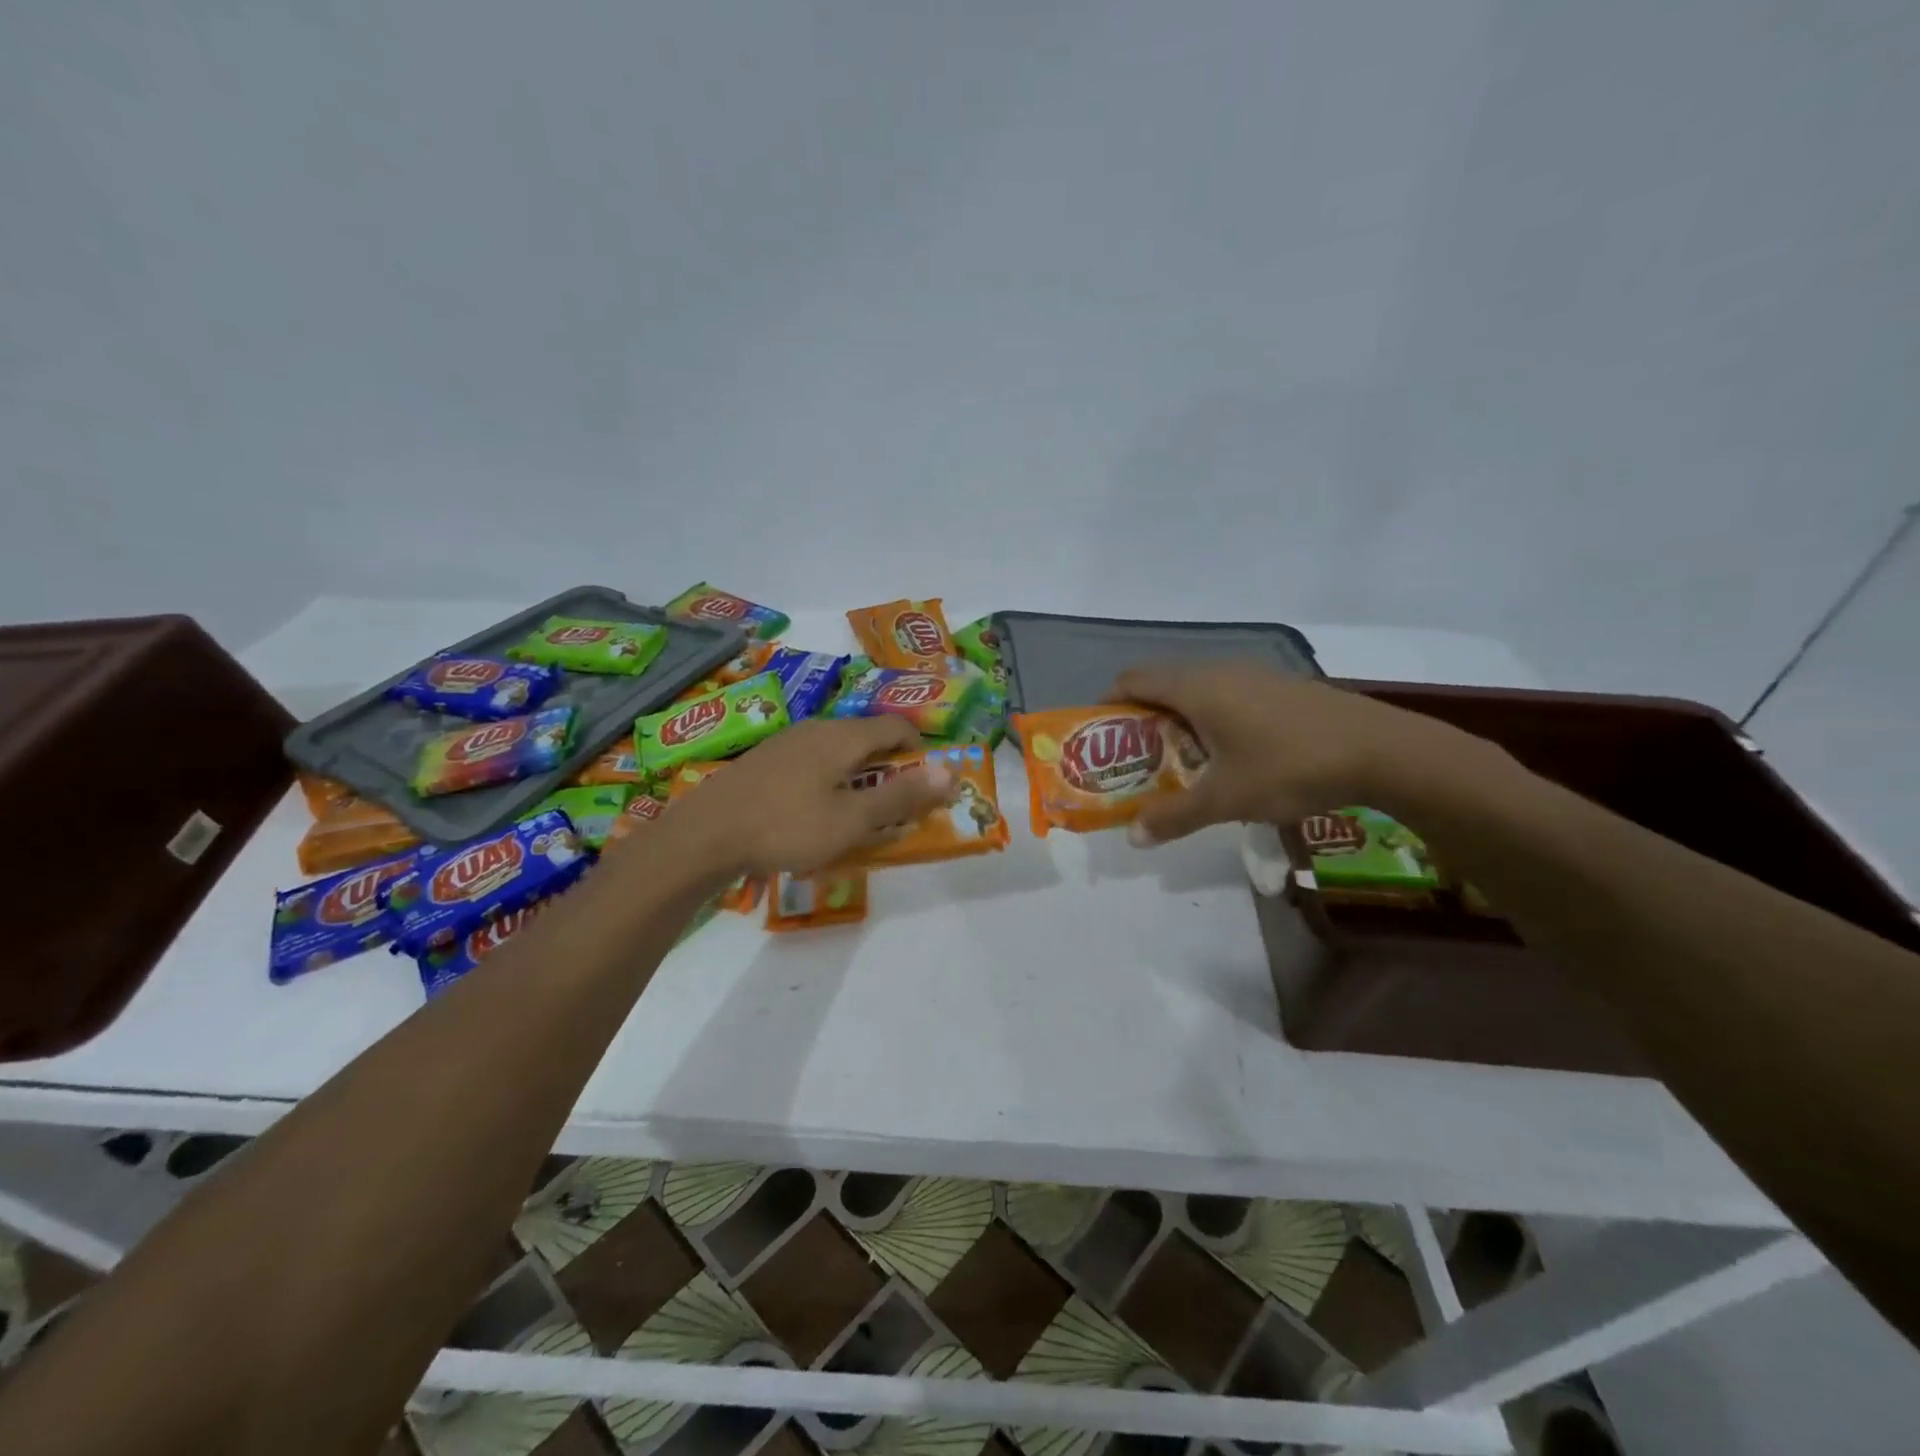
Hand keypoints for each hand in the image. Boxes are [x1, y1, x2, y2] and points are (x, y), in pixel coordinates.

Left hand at [662, 717, 953, 874]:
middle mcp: (817, 729)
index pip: (896, 726)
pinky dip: (828, 783)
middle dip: (889, 769)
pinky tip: (814, 815)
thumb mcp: (852, 819)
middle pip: (867, 738)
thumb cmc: (787, 826)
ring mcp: (786, 743)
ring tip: (857, 815)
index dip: (920, 751)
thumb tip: (950, 772)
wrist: (705, 835)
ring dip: (858, 778)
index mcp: (843, 736)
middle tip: (895, 807)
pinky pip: (811, 764)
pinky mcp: (764, 761)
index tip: (926, 784)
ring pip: (837, 752)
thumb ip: (901, 796)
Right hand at [1109, 663, 1489, 842]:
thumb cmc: (1290, 767)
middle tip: (1134, 761)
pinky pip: (1226, 695)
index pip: (1132, 680)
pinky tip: (1228, 756)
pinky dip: (1209, 719)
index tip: (1100, 739)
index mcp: (1196, 688)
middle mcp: (1219, 671)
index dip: (1108, 704)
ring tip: (1178, 764)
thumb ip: (1174, 816)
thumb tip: (1133, 837)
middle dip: (1141, 720)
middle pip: (1161, 684)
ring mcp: (1253, 676)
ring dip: (1177, 721)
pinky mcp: (1279, 687)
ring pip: (1196, 690)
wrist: (1382, 750)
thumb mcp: (1226, 799)